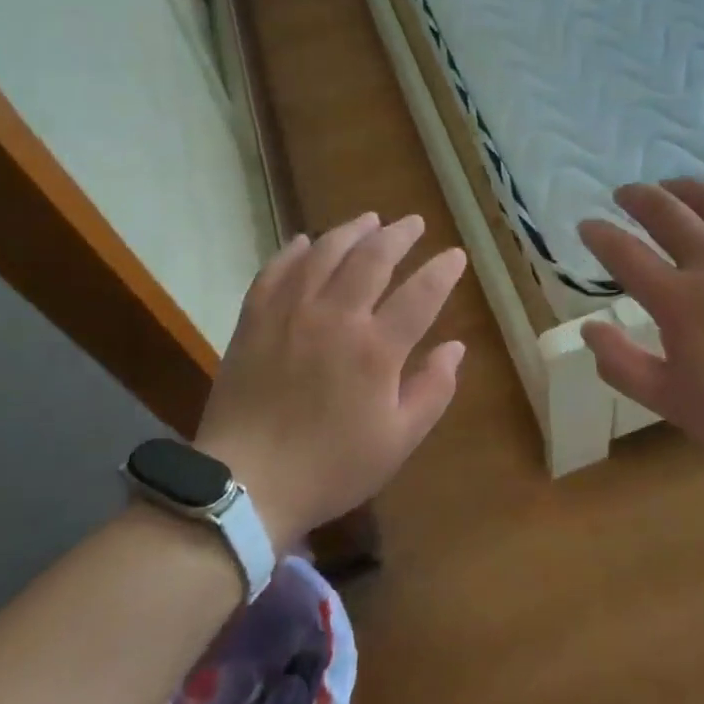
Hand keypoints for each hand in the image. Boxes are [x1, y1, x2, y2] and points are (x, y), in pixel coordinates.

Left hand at [193, 213, 466, 550]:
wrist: (247, 483)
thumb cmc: (331, 467)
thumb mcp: (398, 441)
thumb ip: (433, 390)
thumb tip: (455, 347)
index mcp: (376, 349)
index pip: (421, 294)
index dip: (442, 270)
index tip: (455, 255)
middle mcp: (336, 317)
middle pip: (373, 258)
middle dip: (399, 235)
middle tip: (413, 223)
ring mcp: (291, 313)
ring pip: (325, 253)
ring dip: (351, 231)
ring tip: (369, 219)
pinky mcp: (255, 319)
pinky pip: (275, 270)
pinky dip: (293, 251)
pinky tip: (305, 241)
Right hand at [578, 180, 703, 469]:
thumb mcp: (672, 402)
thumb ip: (623, 365)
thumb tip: (589, 329)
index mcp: (679, 299)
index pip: (625, 253)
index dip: (600, 235)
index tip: (587, 225)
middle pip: (666, 211)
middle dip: (637, 197)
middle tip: (624, 193)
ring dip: (684, 188)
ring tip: (670, 185)